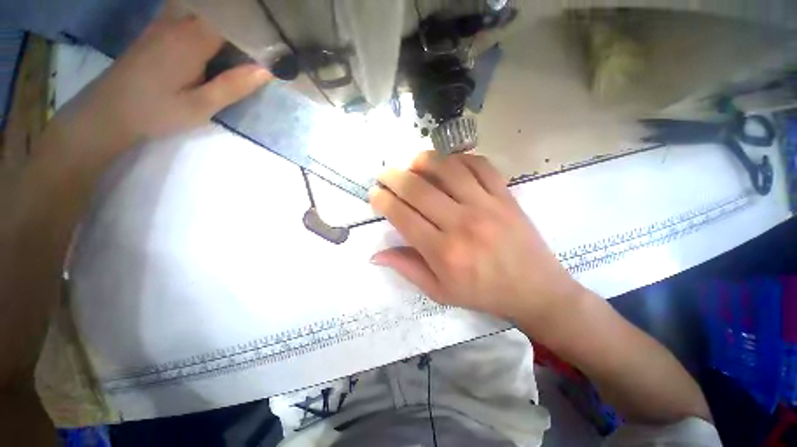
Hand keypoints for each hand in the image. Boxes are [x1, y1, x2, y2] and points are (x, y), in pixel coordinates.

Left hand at [57, 14, 271, 154]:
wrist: (109, 111)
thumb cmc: (157, 111)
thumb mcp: (201, 106)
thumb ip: (233, 85)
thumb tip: (267, 70)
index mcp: (192, 38)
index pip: (232, 18)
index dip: (255, 25)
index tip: (275, 39)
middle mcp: (178, 21)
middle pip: (218, 9)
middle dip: (242, 19)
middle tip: (265, 35)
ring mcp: (165, 22)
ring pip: (203, 7)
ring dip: (225, 17)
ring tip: (245, 32)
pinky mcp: (158, 28)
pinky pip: (188, 12)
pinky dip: (207, 17)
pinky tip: (217, 32)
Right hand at [369, 151, 583, 323]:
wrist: (535, 290)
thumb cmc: (482, 293)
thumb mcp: (439, 291)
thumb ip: (407, 268)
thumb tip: (376, 254)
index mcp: (443, 252)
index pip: (403, 216)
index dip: (383, 201)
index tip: (375, 193)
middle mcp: (462, 224)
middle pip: (419, 189)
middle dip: (394, 177)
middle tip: (385, 174)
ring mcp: (486, 206)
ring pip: (448, 169)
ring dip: (424, 161)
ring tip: (412, 162)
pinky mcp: (505, 196)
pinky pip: (481, 166)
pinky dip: (460, 158)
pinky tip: (448, 163)